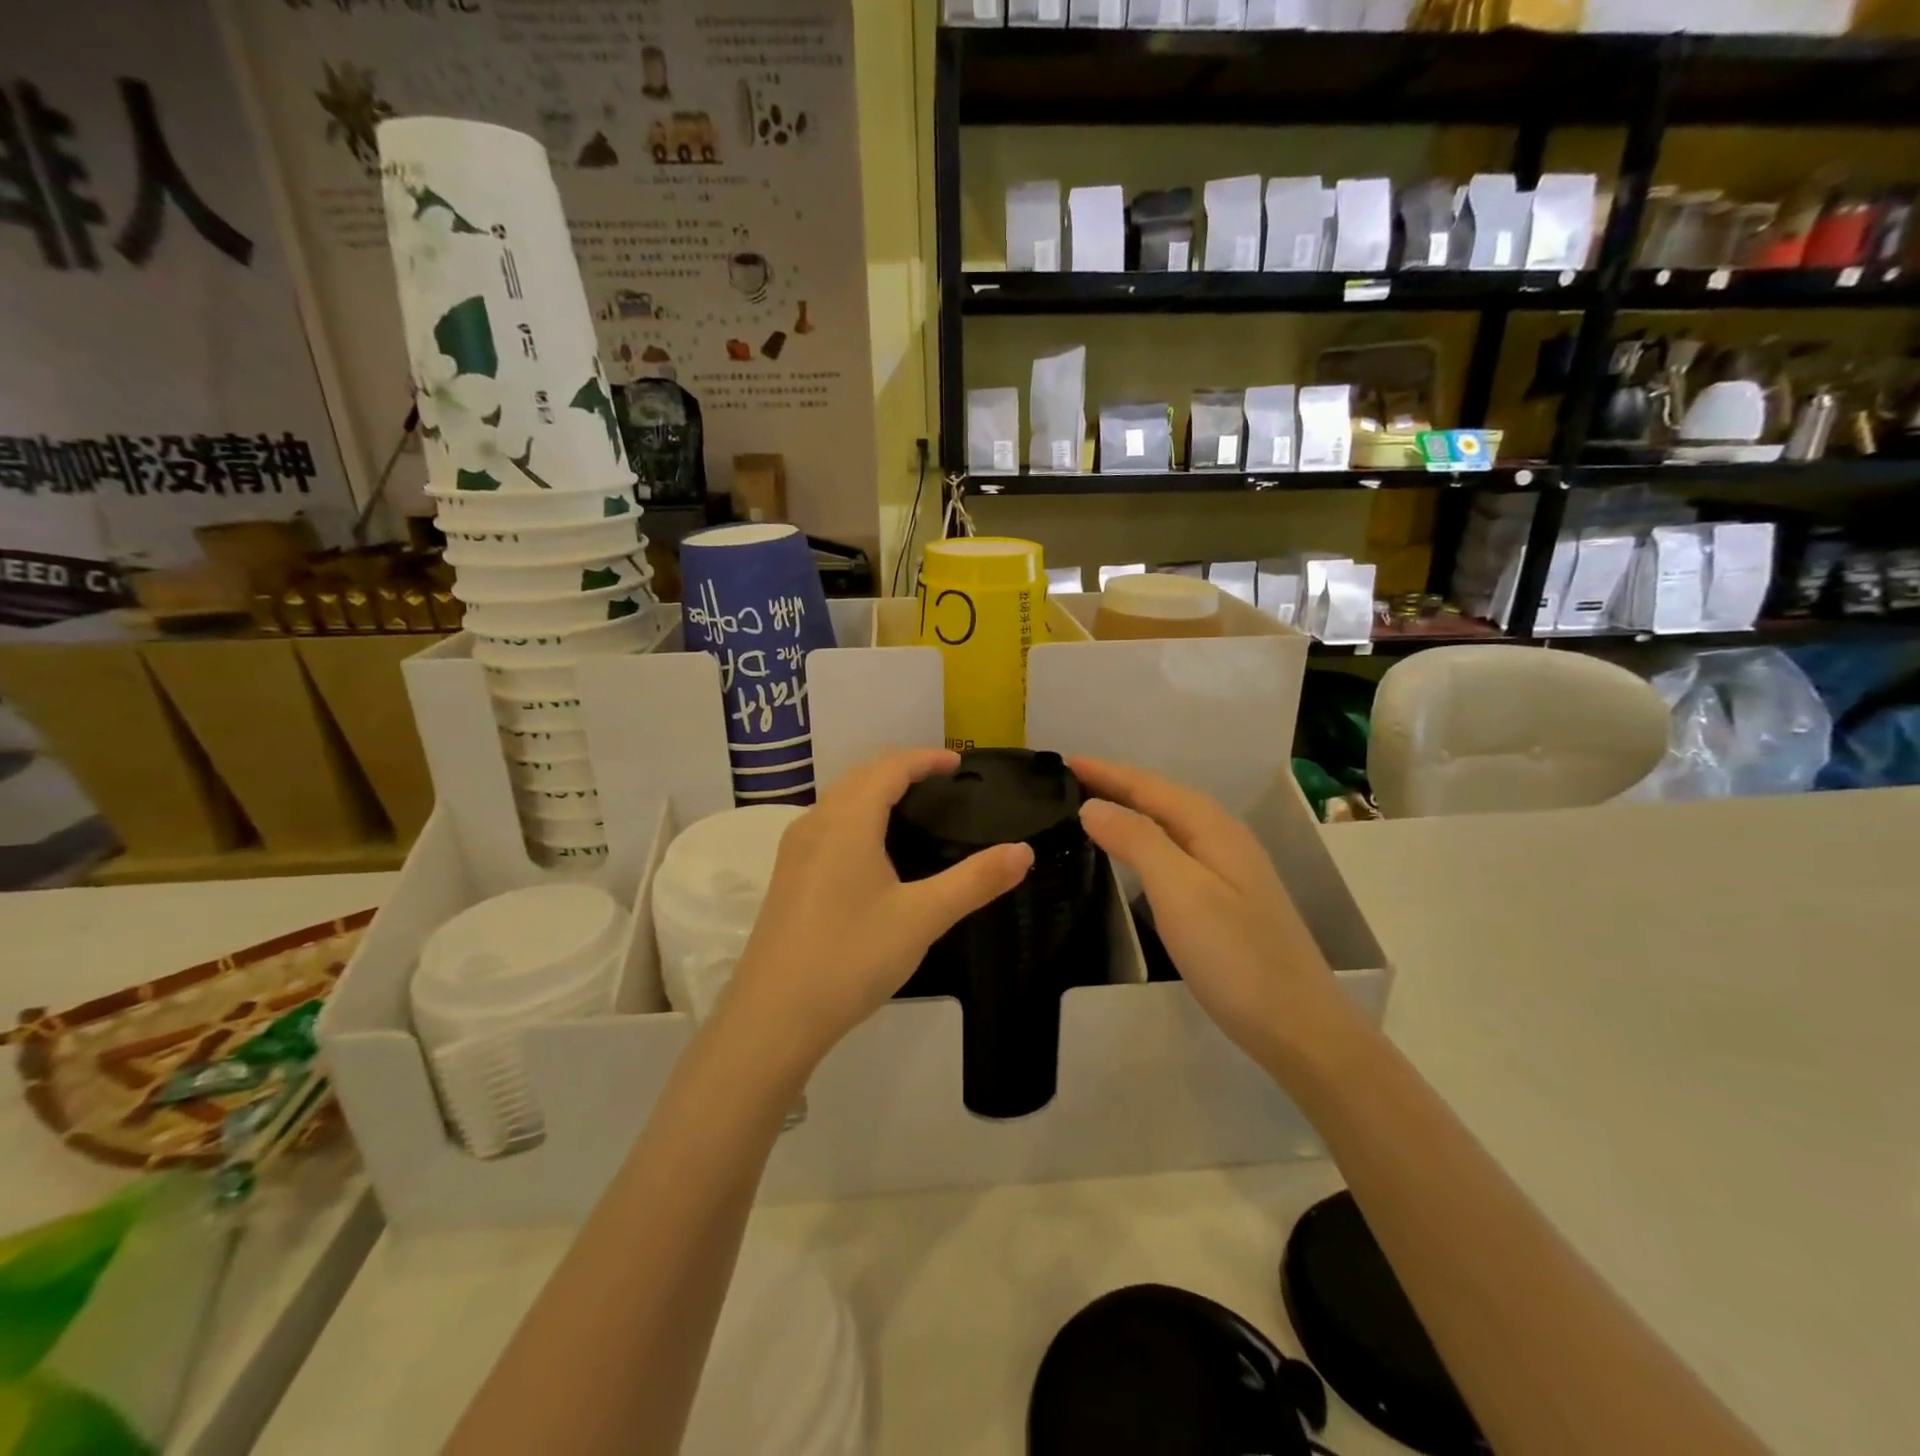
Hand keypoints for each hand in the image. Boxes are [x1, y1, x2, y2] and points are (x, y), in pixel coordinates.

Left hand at [720, 749, 1033, 1074]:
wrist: (772, 1016)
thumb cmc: (850, 957)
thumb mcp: (922, 918)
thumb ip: (975, 881)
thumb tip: (1024, 851)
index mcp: (847, 820)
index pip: (890, 767)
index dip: (926, 759)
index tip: (960, 764)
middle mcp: (815, 823)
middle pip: (861, 776)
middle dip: (902, 768)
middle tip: (943, 783)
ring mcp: (795, 850)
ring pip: (839, 799)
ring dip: (876, 790)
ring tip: (914, 808)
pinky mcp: (787, 876)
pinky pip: (827, 824)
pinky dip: (857, 815)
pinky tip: (873, 850)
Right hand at [1071, 757, 1342, 1071]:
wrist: (1298, 1027)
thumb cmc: (1235, 957)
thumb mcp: (1180, 892)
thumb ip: (1137, 841)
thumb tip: (1093, 805)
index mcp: (1213, 829)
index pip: (1150, 786)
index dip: (1107, 772)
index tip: (1064, 761)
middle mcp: (1224, 839)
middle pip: (1162, 799)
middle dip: (1118, 785)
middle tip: (1070, 781)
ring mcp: (1230, 870)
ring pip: (1171, 824)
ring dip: (1132, 810)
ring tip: (1093, 808)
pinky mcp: (1228, 900)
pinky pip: (1177, 850)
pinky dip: (1146, 840)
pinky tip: (1135, 855)